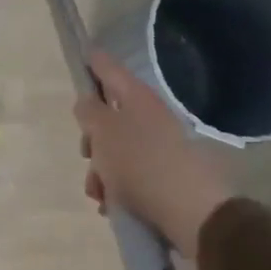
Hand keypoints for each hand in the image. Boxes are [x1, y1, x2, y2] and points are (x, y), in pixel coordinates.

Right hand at [74, 51, 231, 258]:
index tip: (80, 58)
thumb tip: (87, 101)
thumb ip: (88, 111)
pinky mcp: (166, 174)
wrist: (191, 211)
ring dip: (102, 170)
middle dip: (92, 138)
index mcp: (136, 97)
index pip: (108, 67)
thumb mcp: (103, 132)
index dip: (92, 62)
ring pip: (118, 149)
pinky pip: (132, 174)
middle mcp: (151, 115)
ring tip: (99, 194)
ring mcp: (161, 145)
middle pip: (110, 115)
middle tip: (86, 154)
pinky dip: (118, 187)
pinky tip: (113, 205)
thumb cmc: (139, 163)